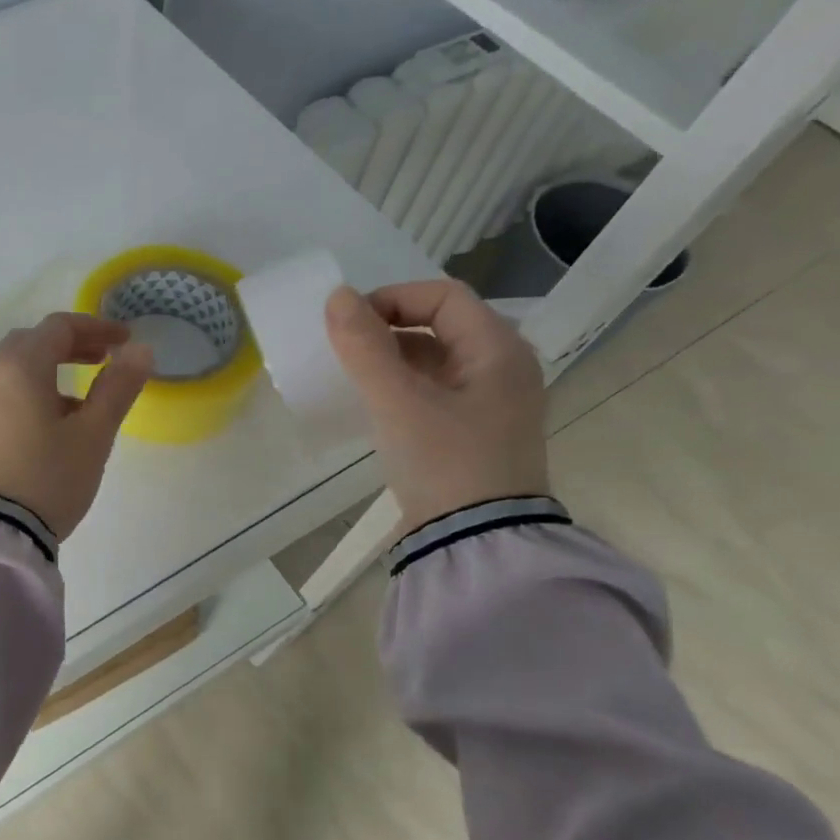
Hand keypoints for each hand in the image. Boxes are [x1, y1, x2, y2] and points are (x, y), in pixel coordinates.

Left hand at [0, 313, 154, 541]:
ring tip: (79, 400)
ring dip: (46, 370)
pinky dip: (26, 394)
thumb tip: (140, 350)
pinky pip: (0, 397)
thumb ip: (117, 387)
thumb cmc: (49, 478)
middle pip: (30, 342)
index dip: (97, 327)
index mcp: (21, 367)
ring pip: (12, 371)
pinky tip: (45, 428)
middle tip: (101, 360)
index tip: (125, 341)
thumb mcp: (93, 435)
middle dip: (69, 344)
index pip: (60, 327)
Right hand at [325, 280, 548, 530]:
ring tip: (352, 376)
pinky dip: (401, 387)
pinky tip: (373, 405)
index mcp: (498, 350)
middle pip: (440, 325)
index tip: (348, 323)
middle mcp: (502, 368)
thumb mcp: (398, 402)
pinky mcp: (473, 432)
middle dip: (387, 329)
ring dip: (391, 359)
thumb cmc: (444, 462)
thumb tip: (337, 296)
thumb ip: (365, 347)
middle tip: (344, 349)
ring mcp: (490, 402)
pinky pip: (434, 390)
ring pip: (435, 360)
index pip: (443, 296)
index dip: (392, 299)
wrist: (476, 542)